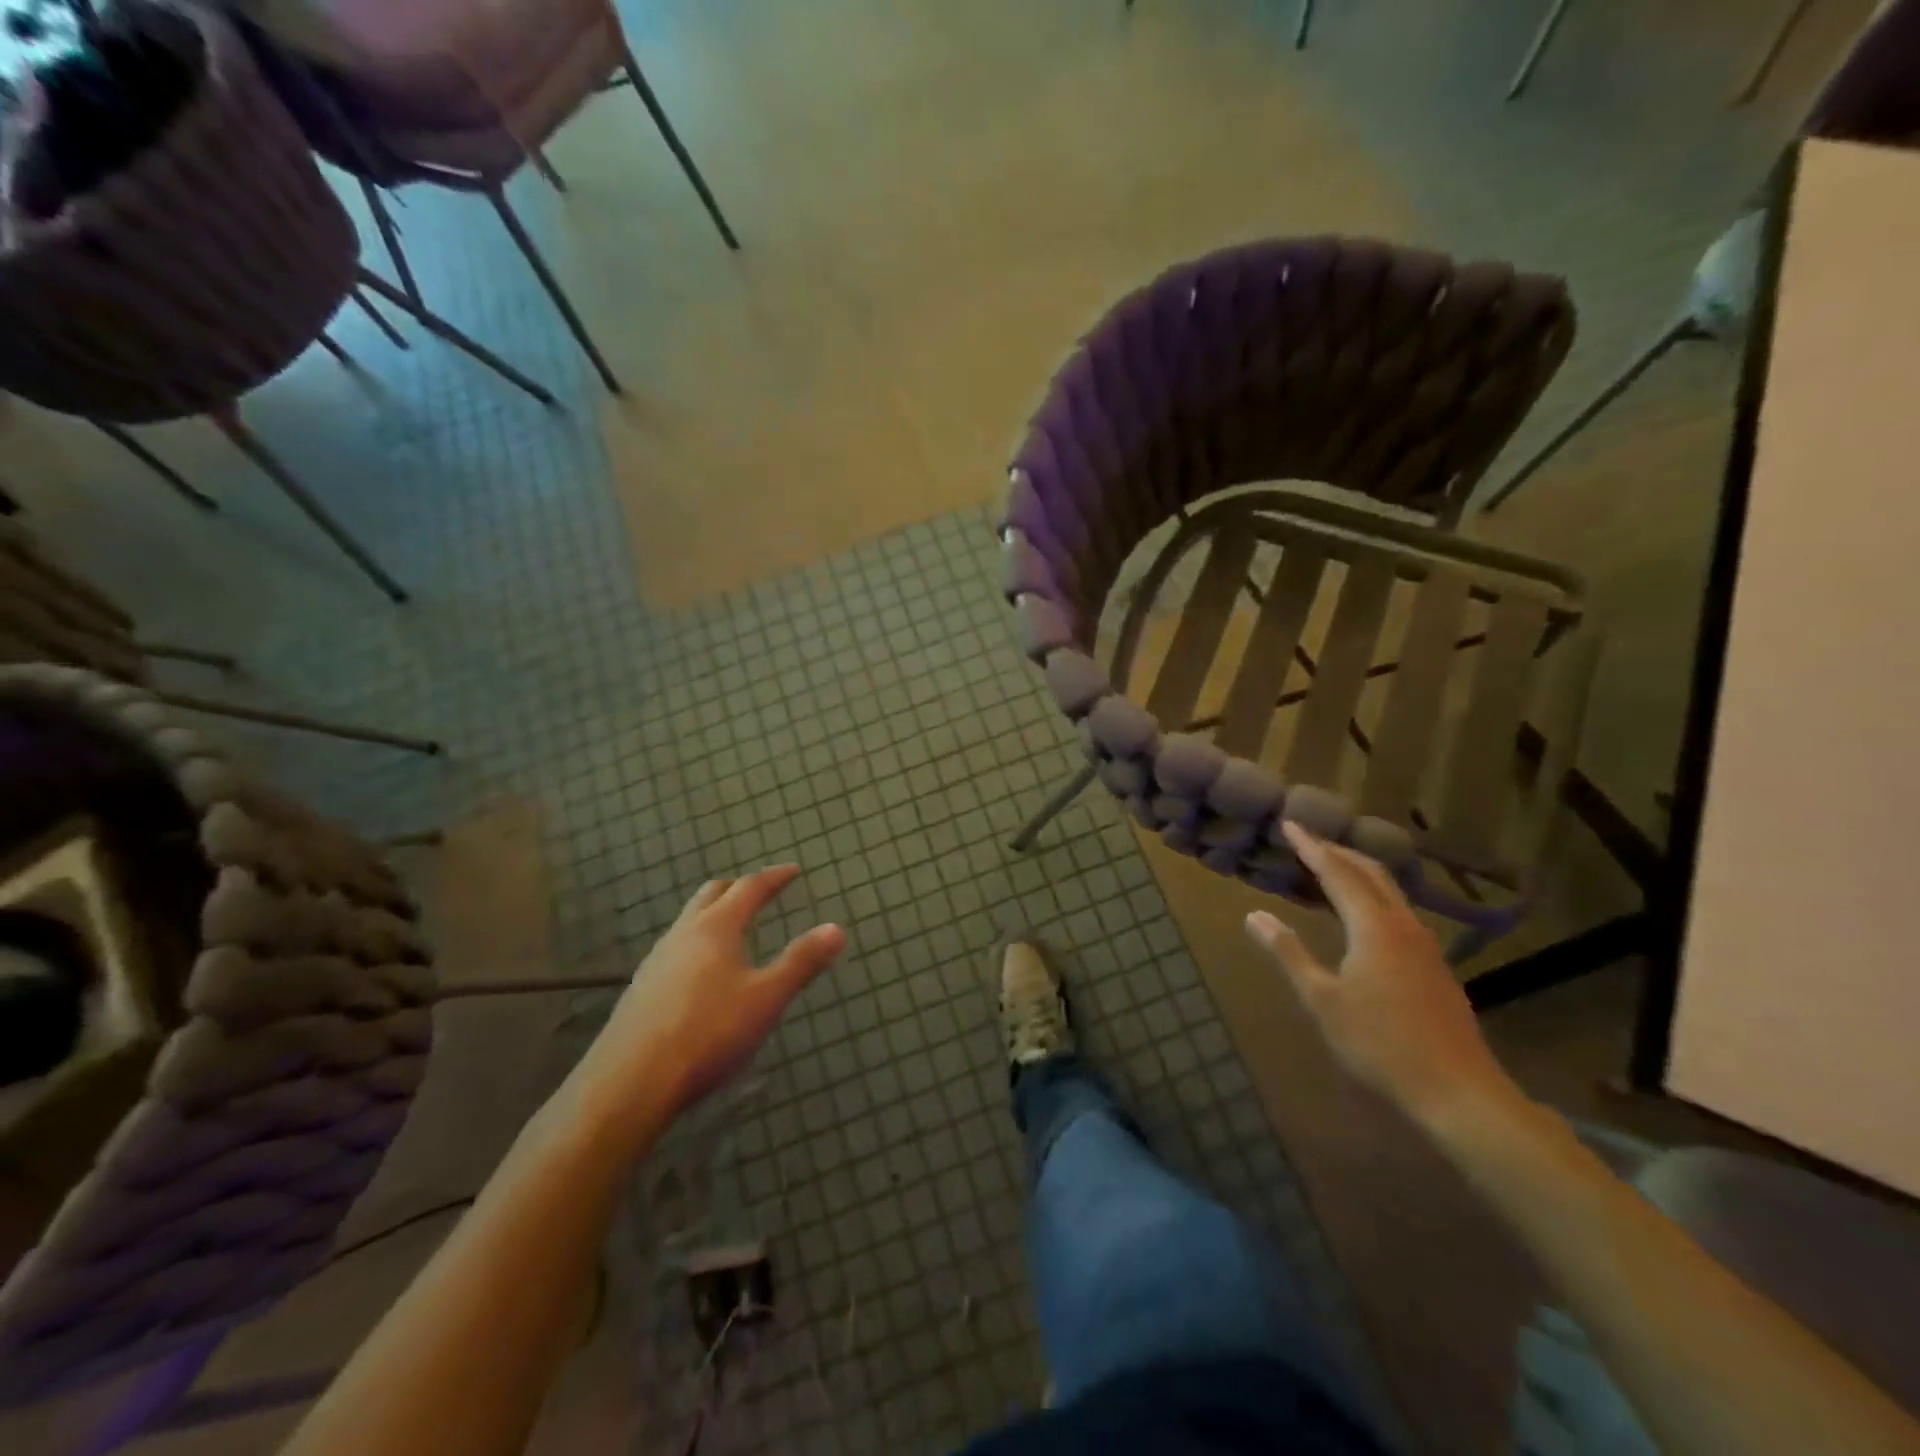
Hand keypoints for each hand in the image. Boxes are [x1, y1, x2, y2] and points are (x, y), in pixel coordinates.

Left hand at [562, 866, 844, 1136]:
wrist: (630, 1082)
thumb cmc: (708, 1032)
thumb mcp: (767, 998)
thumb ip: (802, 962)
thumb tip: (836, 929)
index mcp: (716, 927)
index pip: (749, 888)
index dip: (774, 877)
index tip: (793, 871)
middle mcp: (683, 933)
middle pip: (712, 894)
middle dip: (739, 888)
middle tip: (761, 892)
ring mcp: (657, 960)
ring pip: (689, 921)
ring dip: (714, 914)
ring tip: (734, 929)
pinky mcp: (641, 988)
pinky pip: (675, 948)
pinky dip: (697, 943)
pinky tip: (702, 973)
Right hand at [1243, 825, 1519, 1129]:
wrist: (1457, 1091)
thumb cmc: (1379, 1043)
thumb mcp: (1322, 999)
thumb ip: (1289, 953)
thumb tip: (1254, 915)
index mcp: (1373, 926)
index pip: (1337, 872)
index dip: (1311, 847)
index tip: (1289, 825)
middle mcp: (1402, 924)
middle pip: (1370, 872)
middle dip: (1337, 851)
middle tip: (1307, 840)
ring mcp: (1424, 945)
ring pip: (1389, 891)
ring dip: (1357, 872)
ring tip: (1329, 869)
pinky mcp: (1433, 965)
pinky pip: (1397, 911)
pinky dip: (1371, 896)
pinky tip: (1361, 915)